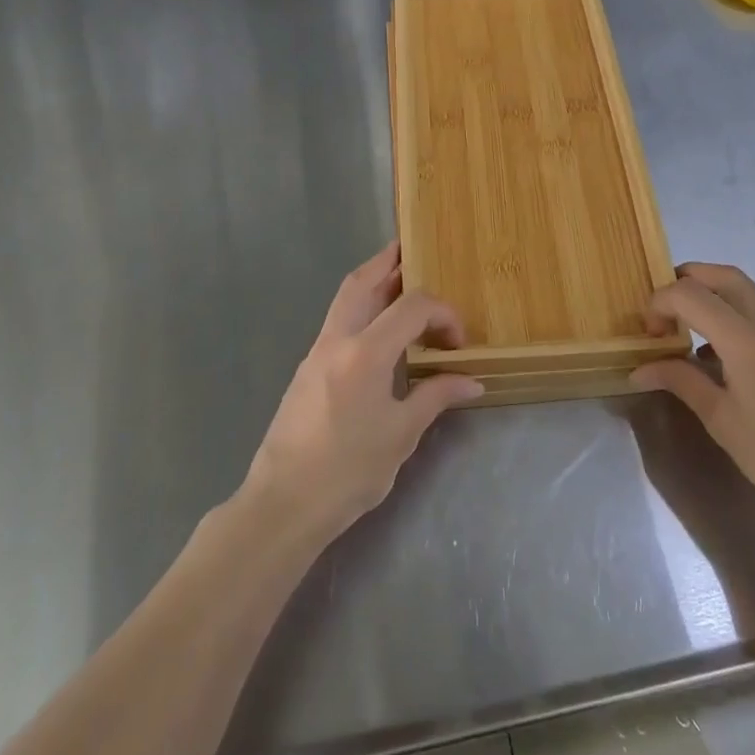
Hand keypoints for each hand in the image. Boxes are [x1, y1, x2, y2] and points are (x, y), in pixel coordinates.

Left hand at [244, 242, 482, 543]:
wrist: (283, 503)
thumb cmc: (348, 471)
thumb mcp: (401, 435)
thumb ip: (436, 397)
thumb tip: (471, 381)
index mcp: (365, 352)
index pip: (411, 306)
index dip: (442, 312)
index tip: (459, 340)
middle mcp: (337, 340)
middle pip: (362, 281)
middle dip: (389, 261)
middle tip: (413, 251)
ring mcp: (316, 352)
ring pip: (345, 298)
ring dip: (372, 282)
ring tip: (399, 282)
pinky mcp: (307, 369)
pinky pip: (338, 321)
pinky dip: (361, 309)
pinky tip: (379, 331)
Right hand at [632, 263, 754, 527]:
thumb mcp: (721, 420)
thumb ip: (680, 382)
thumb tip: (639, 370)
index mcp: (745, 339)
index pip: (689, 294)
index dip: (659, 303)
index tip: (648, 333)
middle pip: (723, 276)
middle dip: (686, 280)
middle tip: (664, 309)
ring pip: (745, 292)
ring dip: (711, 297)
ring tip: (688, 332)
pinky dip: (732, 317)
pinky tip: (722, 360)